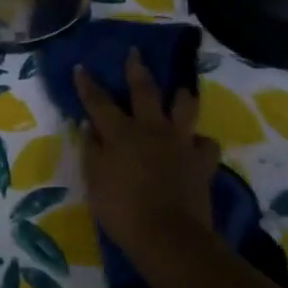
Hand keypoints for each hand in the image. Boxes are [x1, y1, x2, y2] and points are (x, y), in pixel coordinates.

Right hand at [73, 51, 221, 287]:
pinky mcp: (202, 161)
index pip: (98, 101)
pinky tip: (196, 145)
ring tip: (180, 89)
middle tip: (136, 52)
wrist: (168, 235)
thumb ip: (91, 149)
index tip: (82, 67)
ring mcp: (180, 143)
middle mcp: (151, 128)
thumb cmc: (121, 209)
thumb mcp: (93, 180)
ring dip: (181, 96)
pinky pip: (206, 144)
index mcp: (120, 132)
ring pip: (184, 108)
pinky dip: (200, 142)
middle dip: (137, 69)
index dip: (88, 84)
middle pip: (144, 91)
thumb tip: (89, 126)